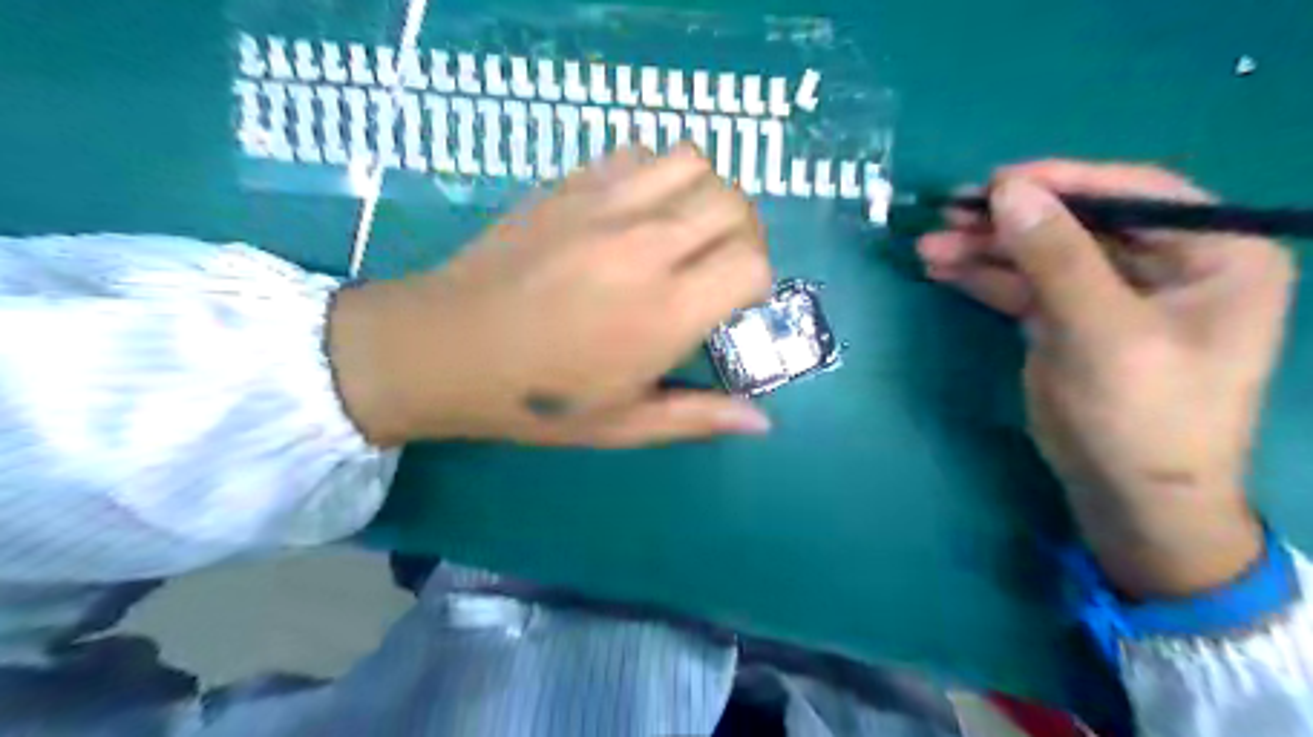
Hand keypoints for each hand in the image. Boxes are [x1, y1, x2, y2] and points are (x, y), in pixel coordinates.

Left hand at [328, 144, 769, 449]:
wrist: (445, 349)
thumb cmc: (537, 399)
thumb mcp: (624, 425)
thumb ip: (699, 418)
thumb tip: (764, 422)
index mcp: (665, 312)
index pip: (752, 262)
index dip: (757, 280)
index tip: (734, 302)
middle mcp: (646, 247)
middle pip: (734, 203)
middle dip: (743, 233)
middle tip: (717, 264)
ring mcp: (605, 206)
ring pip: (694, 162)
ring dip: (705, 193)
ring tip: (683, 229)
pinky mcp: (570, 184)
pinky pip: (639, 151)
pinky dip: (656, 173)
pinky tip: (635, 210)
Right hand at [917, 160, 1296, 597]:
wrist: (1126, 495)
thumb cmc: (1144, 415)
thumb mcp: (1104, 332)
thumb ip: (1057, 257)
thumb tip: (1008, 191)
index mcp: (1213, 253)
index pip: (1133, 194)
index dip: (1063, 181)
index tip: (995, 181)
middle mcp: (1164, 264)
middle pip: (1076, 222)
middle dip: (1010, 219)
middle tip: (948, 212)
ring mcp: (1108, 293)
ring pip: (1040, 254)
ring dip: (984, 248)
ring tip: (929, 245)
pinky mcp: (1066, 320)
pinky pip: (1022, 285)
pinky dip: (983, 276)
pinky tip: (942, 268)